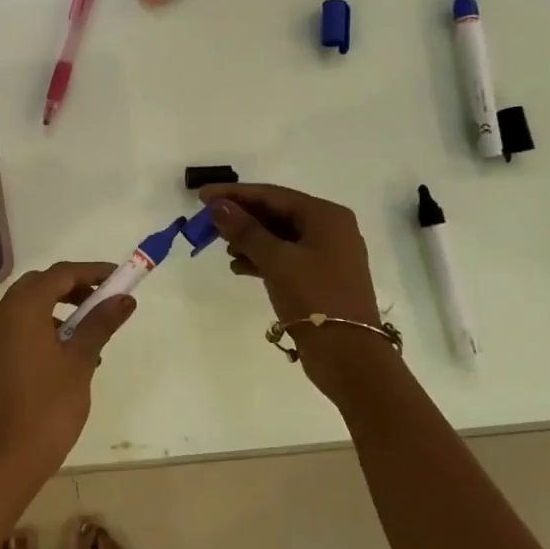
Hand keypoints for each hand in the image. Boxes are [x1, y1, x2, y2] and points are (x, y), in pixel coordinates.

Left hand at [0, 262, 135, 478]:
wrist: (9, 456)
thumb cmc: (49, 405)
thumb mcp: (81, 361)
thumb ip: (101, 323)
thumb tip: (124, 299)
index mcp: (22, 309)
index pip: (60, 274)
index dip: (91, 272)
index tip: (119, 277)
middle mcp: (2, 314)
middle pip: (41, 285)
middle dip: (74, 287)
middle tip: (105, 300)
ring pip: (30, 306)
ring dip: (60, 308)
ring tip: (92, 332)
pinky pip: (21, 326)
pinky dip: (46, 326)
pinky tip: (71, 353)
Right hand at [199, 184, 393, 395]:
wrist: (348, 354)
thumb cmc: (313, 297)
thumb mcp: (275, 259)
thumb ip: (245, 230)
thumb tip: (217, 206)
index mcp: (326, 216)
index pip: (272, 195)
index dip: (234, 194)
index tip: (201, 196)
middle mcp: (331, 229)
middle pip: (277, 213)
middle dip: (242, 217)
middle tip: (208, 222)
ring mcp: (328, 255)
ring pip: (280, 236)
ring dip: (250, 239)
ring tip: (223, 248)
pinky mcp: (321, 278)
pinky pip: (286, 257)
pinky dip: (262, 259)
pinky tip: (239, 267)